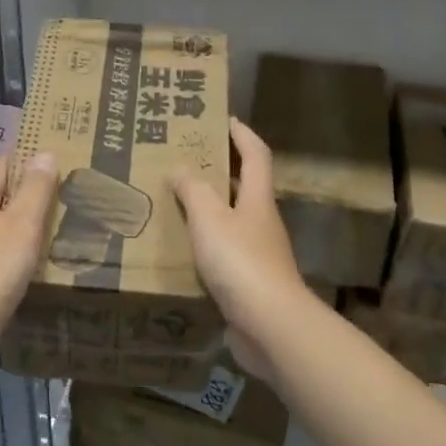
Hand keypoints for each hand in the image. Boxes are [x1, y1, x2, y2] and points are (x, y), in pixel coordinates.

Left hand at [0, 152, 58, 330]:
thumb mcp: (22, 223)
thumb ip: (35, 189)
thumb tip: (43, 153)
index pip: (4, 164)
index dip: (31, 158)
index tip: (62, 158)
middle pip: (3, 193)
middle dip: (33, 192)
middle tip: (71, 192)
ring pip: (2, 223)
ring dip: (28, 222)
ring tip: (63, 223)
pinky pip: (0, 249)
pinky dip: (20, 248)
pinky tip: (41, 258)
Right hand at [171, 120, 311, 380]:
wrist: (270, 325)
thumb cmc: (241, 262)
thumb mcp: (210, 219)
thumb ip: (193, 191)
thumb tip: (180, 169)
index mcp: (258, 199)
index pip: (256, 155)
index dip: (243, 134)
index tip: (225, 119)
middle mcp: (262, 222)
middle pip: (245, 187)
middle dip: (220, 171)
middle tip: (186, 161)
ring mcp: (258, 254)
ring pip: (232, 221)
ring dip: (209, 210)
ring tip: (175, 203)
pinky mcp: (250, 282)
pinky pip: (224, 253)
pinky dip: (206, 244)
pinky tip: (182, 250)